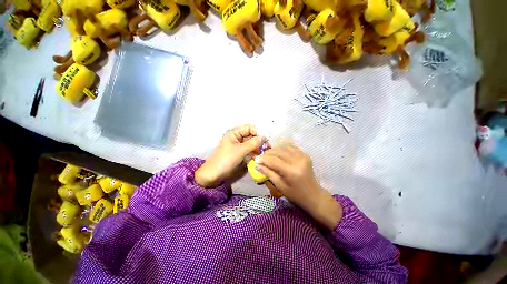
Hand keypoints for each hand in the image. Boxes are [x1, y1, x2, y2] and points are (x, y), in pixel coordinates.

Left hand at [196, 125, 263, 187]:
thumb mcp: (241, 150)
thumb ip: (253, 143)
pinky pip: (249, 150)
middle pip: (251, 135)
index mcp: (234, 133)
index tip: (266, 139)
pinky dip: (254, 152)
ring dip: (257, 147)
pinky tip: (258, 156)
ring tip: (264, 153)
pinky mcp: (239, 153)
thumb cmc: (226, 159)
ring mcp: (238, 145)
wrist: (214, 174)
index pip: (250, 128)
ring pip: (251, 143)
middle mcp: (237, 137)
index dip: (258, 132)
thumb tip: (264, 137)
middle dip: (259, 141)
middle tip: (267, 147)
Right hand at [257, 143, 342, 229]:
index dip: (263, 159)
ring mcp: (303, 156)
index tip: (256, 159)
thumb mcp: (280, 186)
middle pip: (278, 151)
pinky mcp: (305, 154)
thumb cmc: (296, 195)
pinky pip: (291, 147)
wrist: (314, 195)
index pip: (274, 161)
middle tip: (261, 157)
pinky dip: (283, 147)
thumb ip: (268, 173)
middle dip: (268, 153)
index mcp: (292, 172)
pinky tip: (278, 151)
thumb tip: (257, 165)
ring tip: (268, 155)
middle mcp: (298, 161)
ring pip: (284, 147)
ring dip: (274, 150)